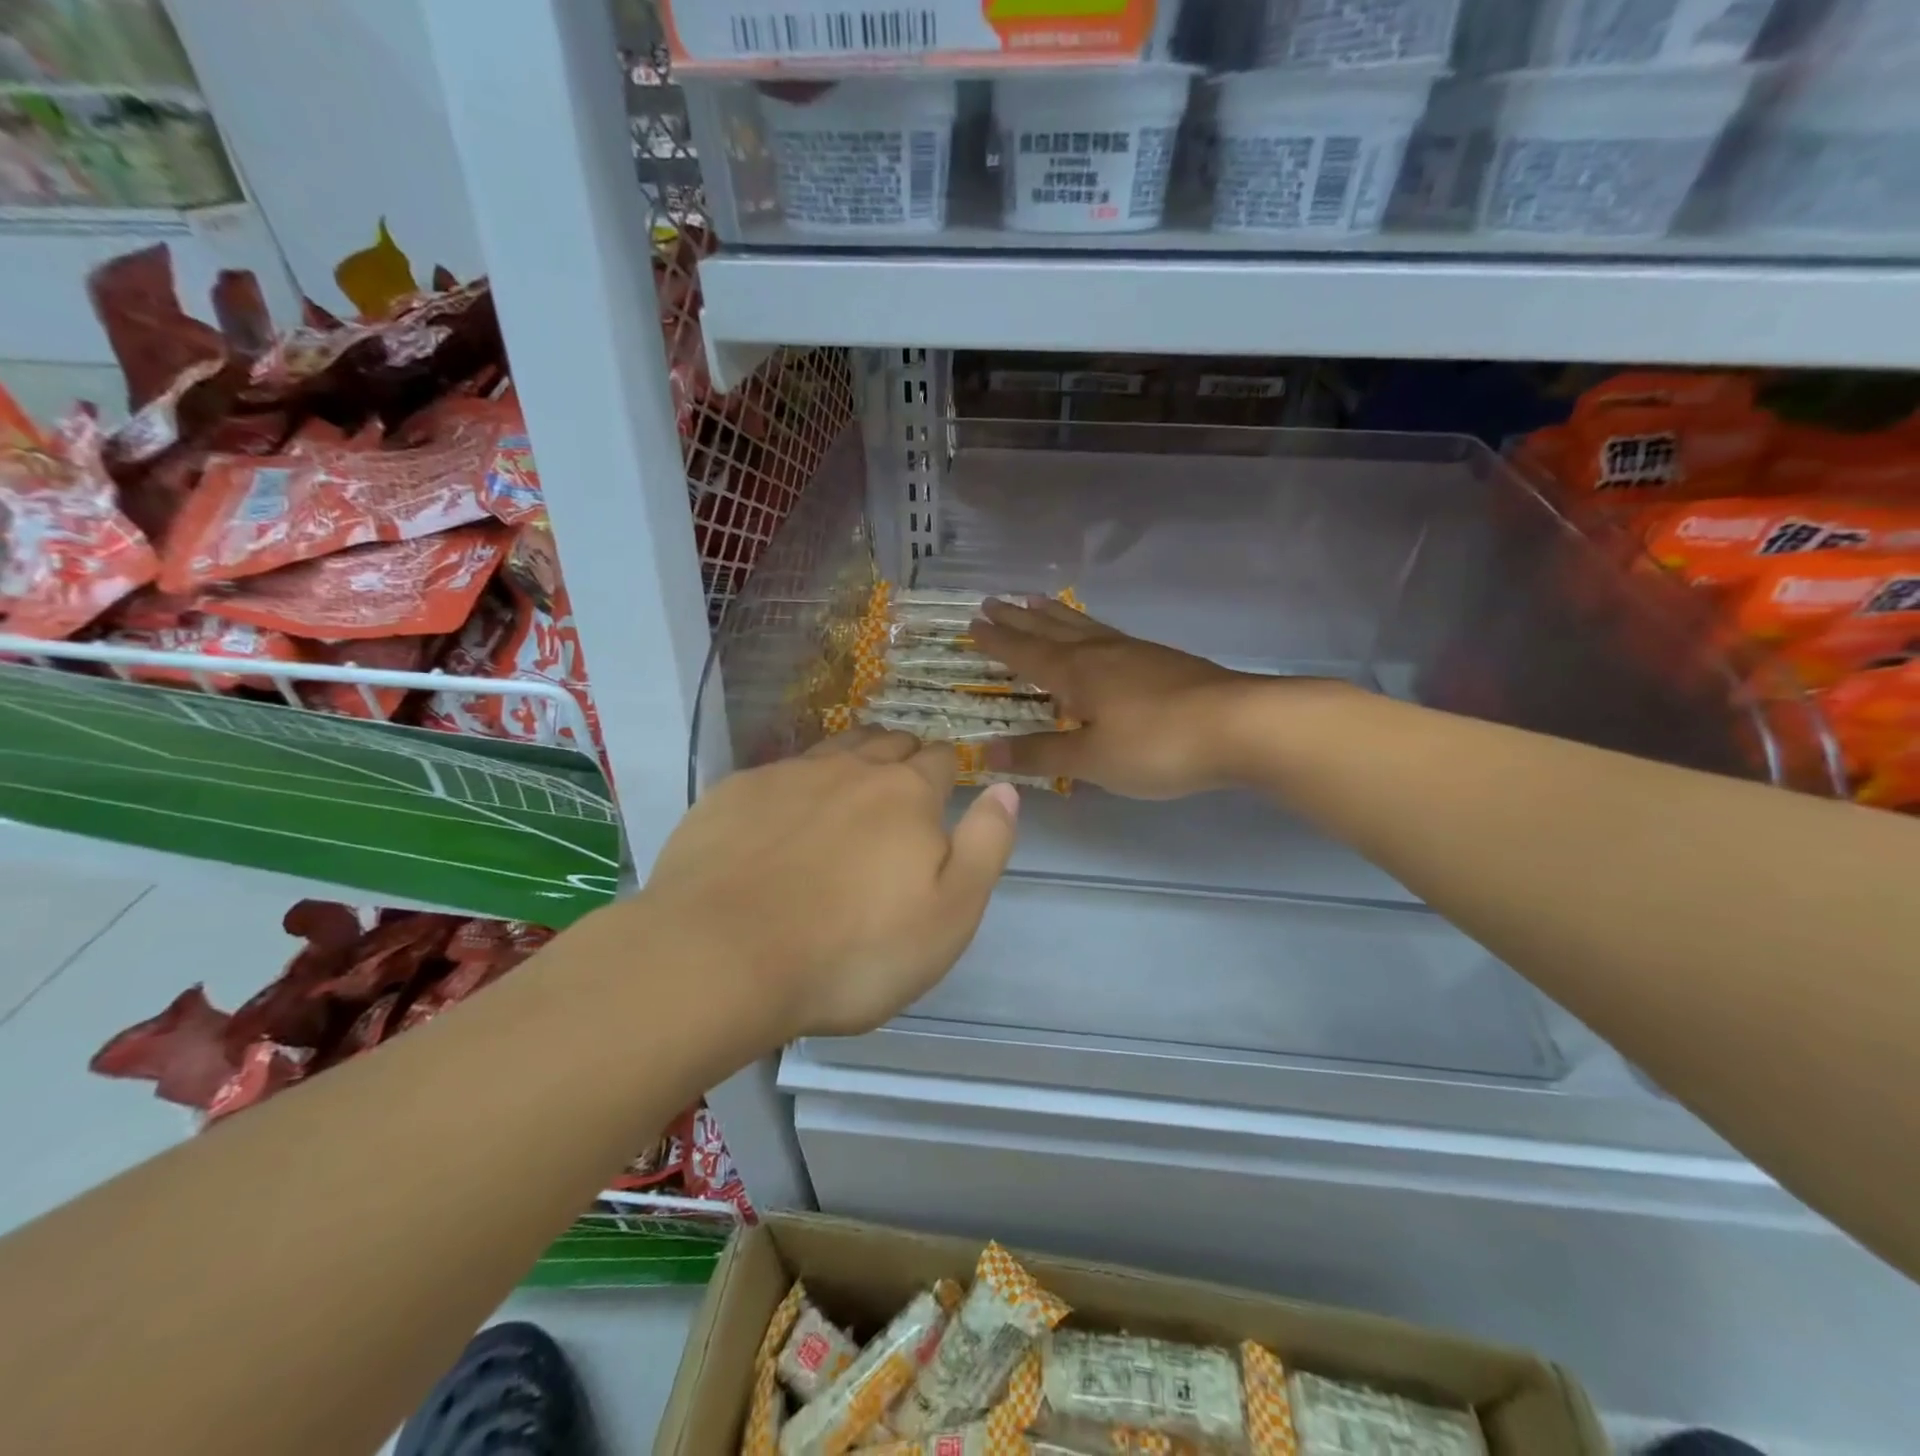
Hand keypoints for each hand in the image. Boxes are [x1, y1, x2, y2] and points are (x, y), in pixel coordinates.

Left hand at [640, 728, 1018, 1039]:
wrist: (720, 958)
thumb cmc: (852, 951)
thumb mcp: (950, 915)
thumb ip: (986, 846)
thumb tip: (1004, 788)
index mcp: (907, 794)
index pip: (940, 759)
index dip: (947, 771)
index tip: (944, 791)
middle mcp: (850, 769)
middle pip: (888, 743)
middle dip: (903, 757)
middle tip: (902, 790)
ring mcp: (786, 776)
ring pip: (834, 749)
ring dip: (852, 761)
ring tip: (851, 789)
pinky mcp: (733, 794)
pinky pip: (778, 773)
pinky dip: (793, 787)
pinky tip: (782, 820)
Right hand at [968, 597, 1262, 799]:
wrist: (1240, 726)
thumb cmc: (1157, 745)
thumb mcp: (1092, 759)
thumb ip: (1040, 754)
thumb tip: (985, 750)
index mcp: (1076, 673)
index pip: (1025, 653)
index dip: (998, 641)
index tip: (972, 623)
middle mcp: (1100, 653)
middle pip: (1051, 630)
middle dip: (1019, 619)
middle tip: (993, 600)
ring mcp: (1135, 652)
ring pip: (1083, 626)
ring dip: (1054, 614)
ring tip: (1036, 600)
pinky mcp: (1163, 660)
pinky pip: (1109, 633)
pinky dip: (1089, 627)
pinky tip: (1097, 636)